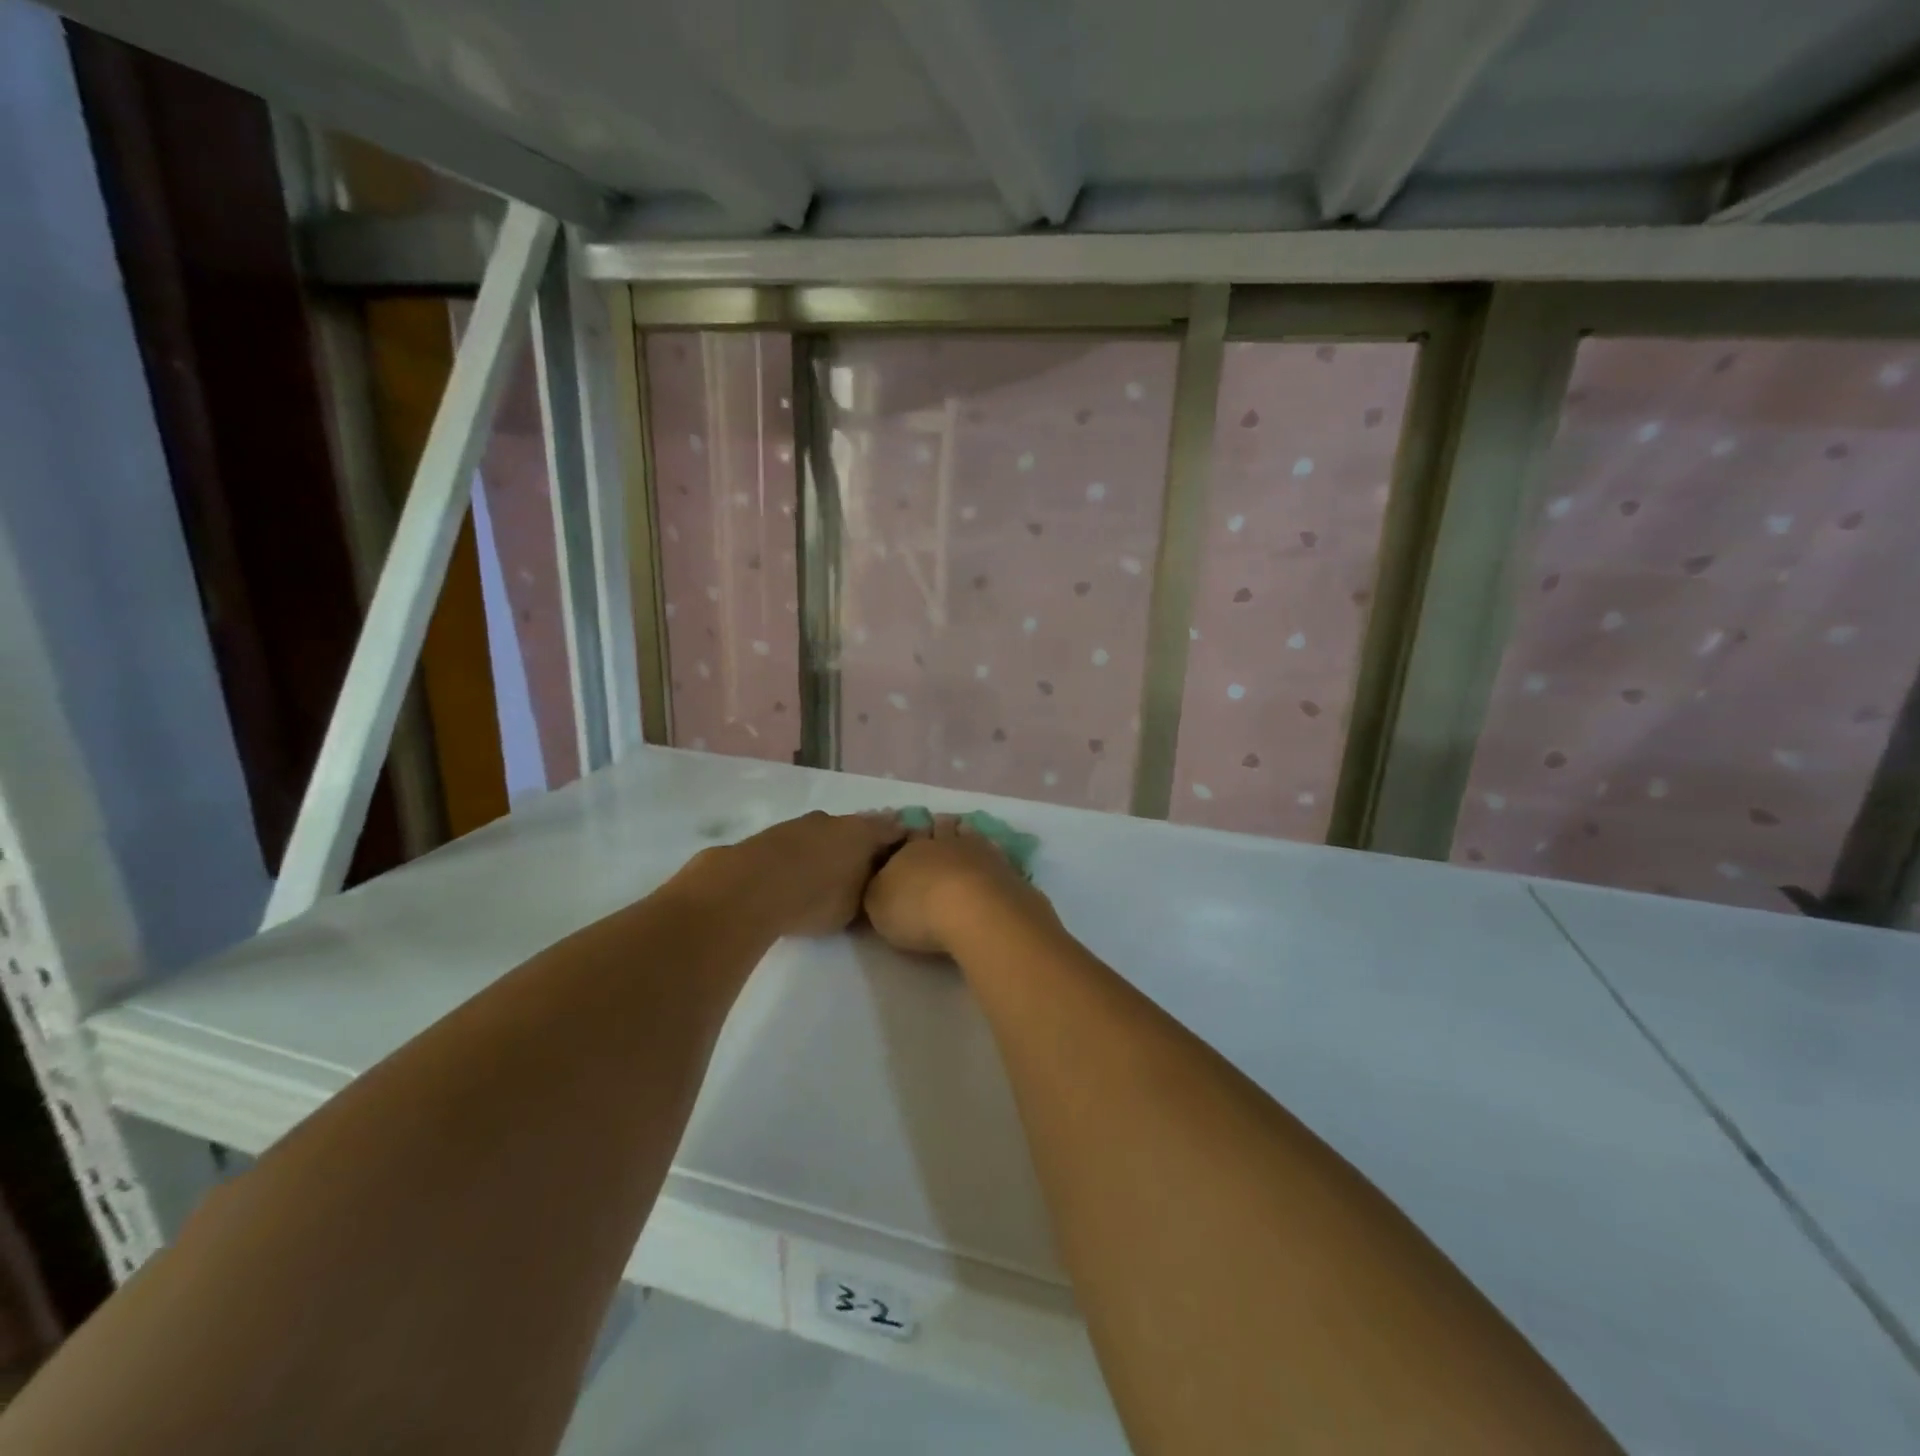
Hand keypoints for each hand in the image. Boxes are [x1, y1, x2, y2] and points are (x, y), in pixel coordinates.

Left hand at [691, 811, 906, 937]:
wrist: (748, 887)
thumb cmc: (814, 897)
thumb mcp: (854, 908)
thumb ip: (868, 894)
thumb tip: (873, 888)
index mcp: (862, 831)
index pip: (893, 829)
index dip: (902, 841)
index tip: (906, 855)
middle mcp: (834, 820)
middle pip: (857, 829)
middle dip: (863, 846)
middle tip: (866, 869)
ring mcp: (800, 823)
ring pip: (825, 834)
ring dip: (829, 849)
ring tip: (829, 875)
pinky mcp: (770, 834)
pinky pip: (798, 844)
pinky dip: (803, 856)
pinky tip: (797, 875)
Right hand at [864, 814, 1053, 955]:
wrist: (975, 911)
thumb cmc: (917, 908)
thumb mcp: (878, 904)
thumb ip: (879, 890)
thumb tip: (883, 881)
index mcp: (911, 848)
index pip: (907, 836)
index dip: (907, 835)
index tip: (908, 833)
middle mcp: (946, 843)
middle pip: (941, 829)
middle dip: (939, 827)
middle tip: (939, 822)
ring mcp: (981, 852)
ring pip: (971, 835)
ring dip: (966, 833)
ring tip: (965, 831)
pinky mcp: (1008, 870)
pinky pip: (997, 856)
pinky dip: (992, 856)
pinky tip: (992, 860)